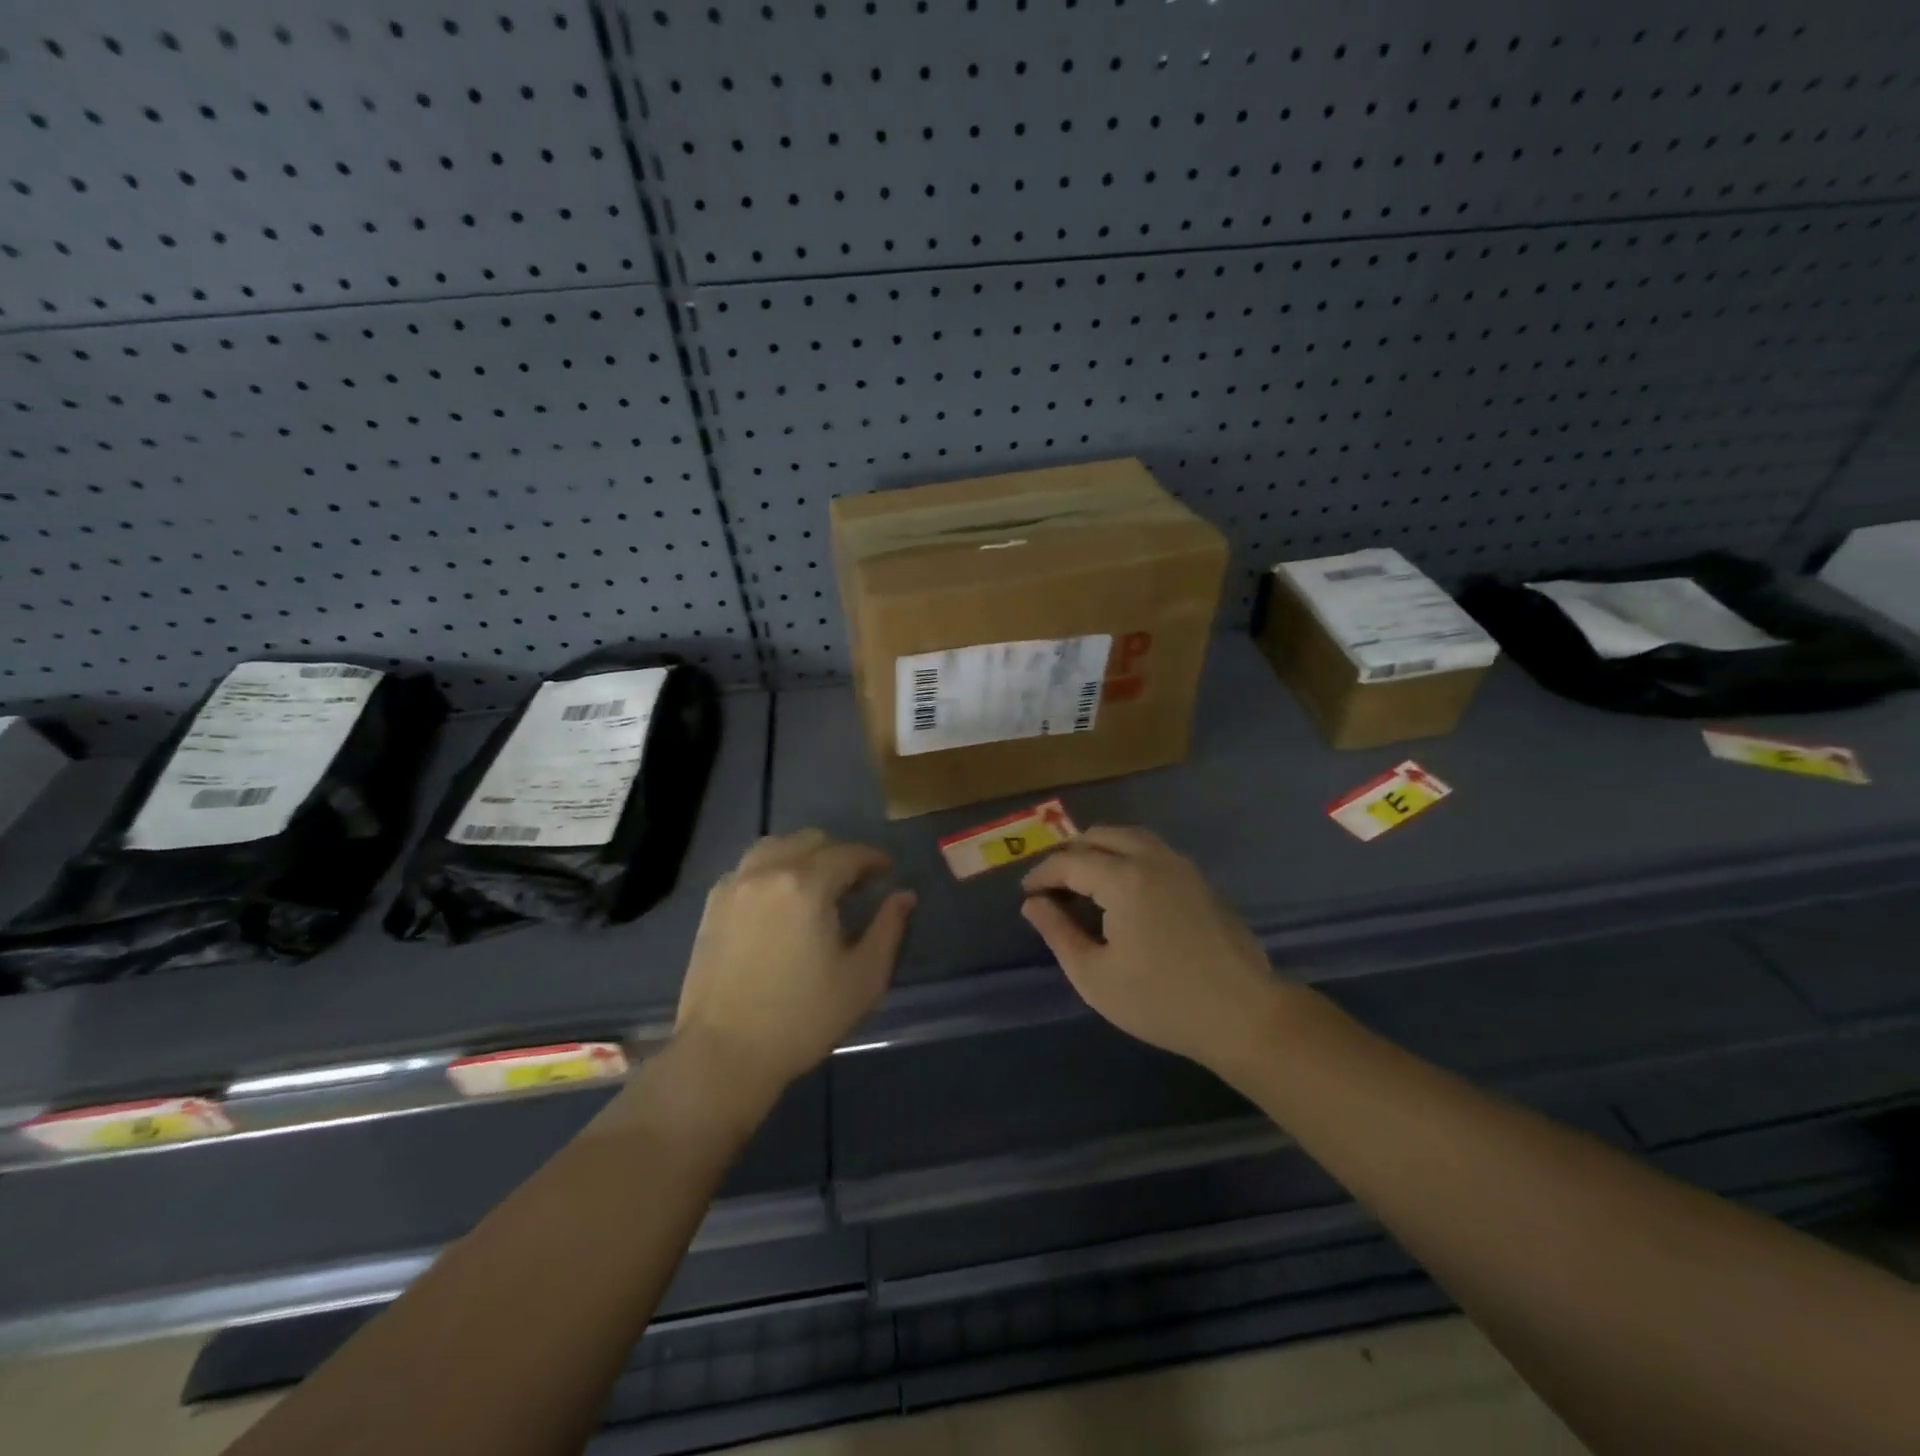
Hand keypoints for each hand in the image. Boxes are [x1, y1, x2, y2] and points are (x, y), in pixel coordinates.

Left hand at [674, 829, 914, 1098]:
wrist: (724, 1054)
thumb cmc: (803, 1019)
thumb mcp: (863, 979)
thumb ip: (889, 929)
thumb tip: (904, 896)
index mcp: (807, 886)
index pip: (848, 854)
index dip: (872, 858)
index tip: (887, 870)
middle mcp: (768, 873)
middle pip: (809, 841)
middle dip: (838, 853)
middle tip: (855, 882)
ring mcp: (734, 887)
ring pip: (774, 847)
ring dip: (802, 855)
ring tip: (816, 883)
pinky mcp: (712, 906)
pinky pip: (748, 868)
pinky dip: (771, 869)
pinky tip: (780, 899)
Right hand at [1021, 827, 1278, 1073]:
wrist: (1242, 1015)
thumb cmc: (1160, 1001)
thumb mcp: (1094, 975)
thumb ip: (1058, 932)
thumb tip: (1033, 904)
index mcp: (1123, 878)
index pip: (1070, 861)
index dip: (1042, 874)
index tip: (1027, 895)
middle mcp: (1152, 858)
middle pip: (1100, 835)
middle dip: (1069, 854)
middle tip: (1051, 884)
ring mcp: (1181, 865)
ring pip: (1129, 836)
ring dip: (1099, 849)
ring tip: (1082, 879)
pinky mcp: (1200, 880)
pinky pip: (1152, 850)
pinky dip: (1125, 855)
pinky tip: (1121, 887)